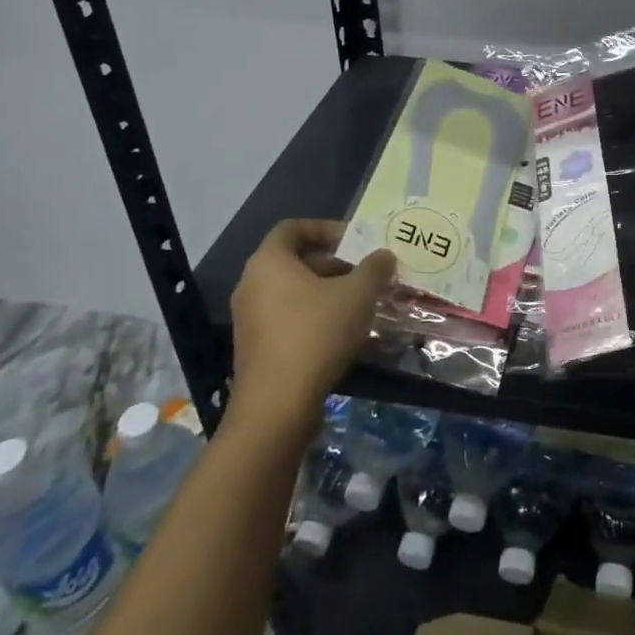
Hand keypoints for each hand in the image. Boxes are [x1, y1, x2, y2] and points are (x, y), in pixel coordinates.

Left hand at [230, 219, 393, 426]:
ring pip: (292, 292)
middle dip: (334, 263)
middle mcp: (251, 284)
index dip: (326, 228)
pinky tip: (342, 332)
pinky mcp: (256, 348)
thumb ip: (374, 268)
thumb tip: (385, 256)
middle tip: (365, 273)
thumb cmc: (316, 334)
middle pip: (294, 261)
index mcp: (268, 262)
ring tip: (360, 302)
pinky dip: (313, 316)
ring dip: (326, 291)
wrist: (277, 406)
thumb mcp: (358, 294)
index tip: (355, 240)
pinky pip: (287, 318)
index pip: (293, 228)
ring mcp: (249, 319)